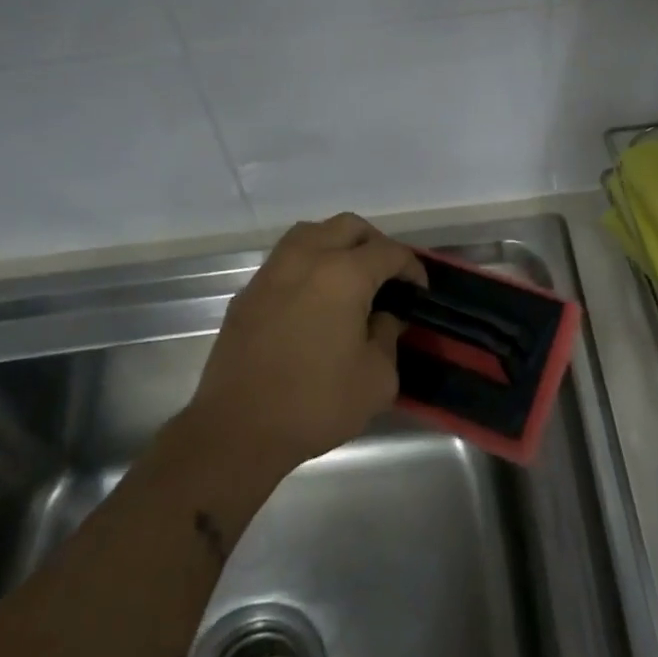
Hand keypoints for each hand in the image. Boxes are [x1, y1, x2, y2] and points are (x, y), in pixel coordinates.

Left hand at [191, 213, 425, 468]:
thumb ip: (387, 337)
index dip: (411, 267)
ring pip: (311, 233)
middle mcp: (306, 259)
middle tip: (387, 276)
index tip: (419, 290)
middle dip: (375, 244)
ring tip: (350, 278)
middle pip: (348, 226)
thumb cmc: (315, 403)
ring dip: (336, 245)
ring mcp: (272, 272)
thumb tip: (382, 317)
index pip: (388, 251)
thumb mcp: (376, 379)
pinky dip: (307, 266)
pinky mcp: (248, 293)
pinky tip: (313, 300)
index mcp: (344, 274)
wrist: (238, 429)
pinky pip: (285, 261)